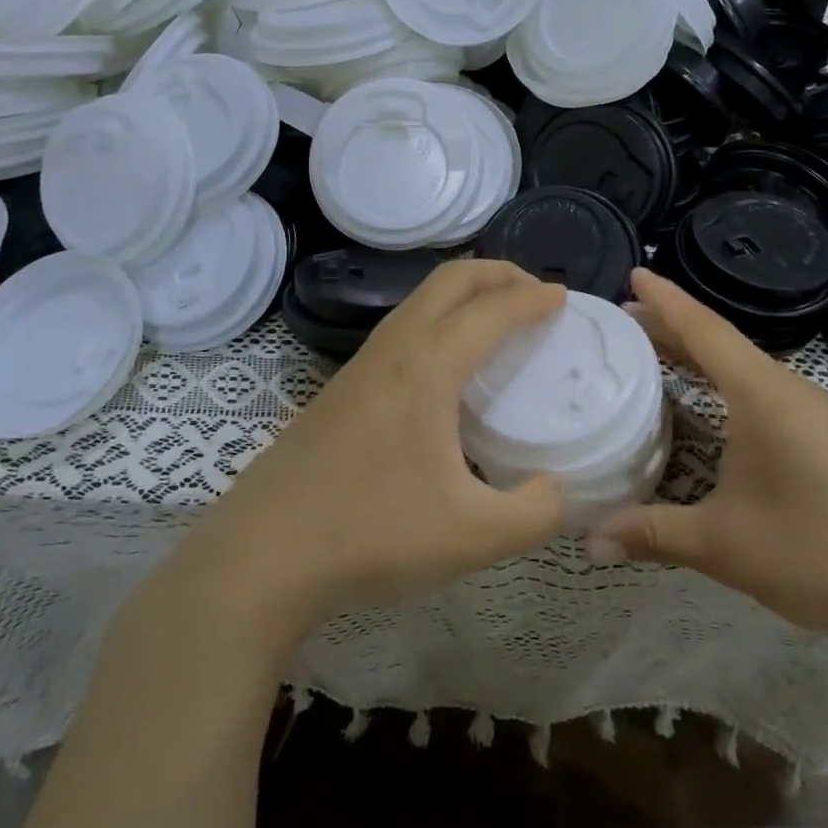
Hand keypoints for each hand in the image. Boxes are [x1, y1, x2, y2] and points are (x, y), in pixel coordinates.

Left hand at [164, 259, 567, 635]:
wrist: (262, 554)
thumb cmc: (371, 534)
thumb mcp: (473, 537)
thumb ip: (535, 513)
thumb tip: (557, 490)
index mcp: (428, 367)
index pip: (492, 309)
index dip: (533, 298)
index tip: (565, 299)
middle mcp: (394, 349)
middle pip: (450, 279)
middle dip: (498, 273)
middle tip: (534, 293)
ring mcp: (360, 366)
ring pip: (419, 300)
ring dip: (463, 294)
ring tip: (495, 321)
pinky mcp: (340, 389)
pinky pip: (400, 328)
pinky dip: (436, 320)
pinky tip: (444, 367)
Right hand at [589, 269, 827, 643]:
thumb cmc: (820, 551)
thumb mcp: (723, 544)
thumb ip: (651, 534)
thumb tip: (589, 541)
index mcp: (762, 394)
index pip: (704, 329)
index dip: (665, 300)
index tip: (632, 274)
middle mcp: (789, 391)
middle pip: (721, 344)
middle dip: (671, 328)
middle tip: (623, 323)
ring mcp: (815, 415)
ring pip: (744, 369)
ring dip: (699, 358)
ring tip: (656, 357)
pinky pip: (763, 393)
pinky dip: (724, 386)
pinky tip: (711, 410)